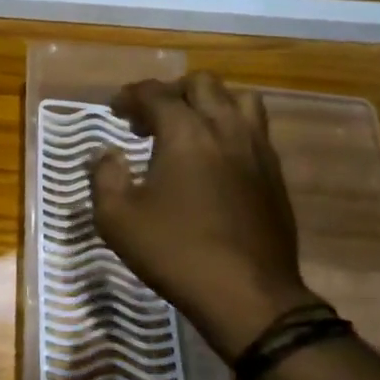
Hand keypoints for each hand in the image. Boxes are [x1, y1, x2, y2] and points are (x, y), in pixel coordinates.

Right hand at [90, 72, 322, 361]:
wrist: (247, 294)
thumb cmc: (175, 252)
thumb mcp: (117, 219)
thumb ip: (105, 177)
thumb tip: (106, 154)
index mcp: (186, 133)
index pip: (156, 93)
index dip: (130, 95)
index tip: (114, 108)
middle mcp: (226, 129)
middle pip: (202, 84)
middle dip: (170, 92)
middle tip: (149, 118)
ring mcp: (258, 150)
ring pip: (239, 100)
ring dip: (210, 104)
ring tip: (189, 129)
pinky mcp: (275, 174)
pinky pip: (255, 130)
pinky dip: (231, 129)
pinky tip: (215, 159)